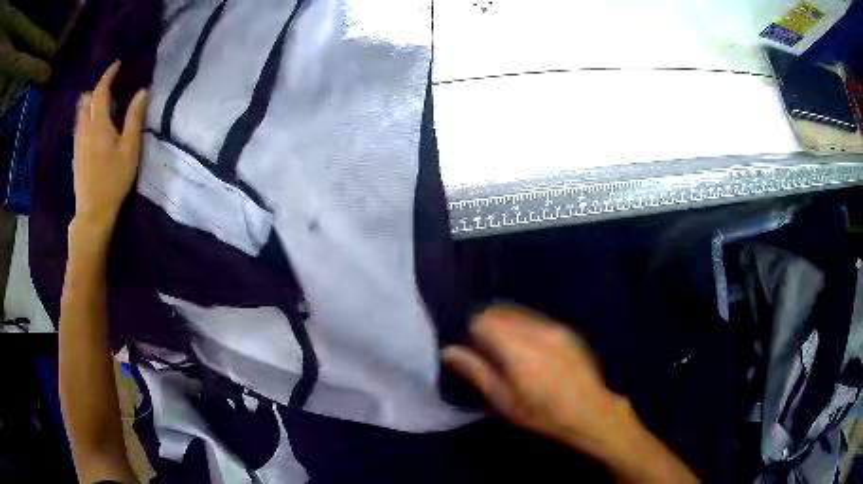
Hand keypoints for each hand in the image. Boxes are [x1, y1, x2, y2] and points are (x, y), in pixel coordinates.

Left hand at [72, 61, 146, 235]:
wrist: (93, 213)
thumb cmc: (113, 181)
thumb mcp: (130, 150)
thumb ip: (135, 119)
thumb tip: (142, 92)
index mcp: (99, 124)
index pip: (100, 91)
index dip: (108, 75)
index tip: (117, 65)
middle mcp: (85, 129)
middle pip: (86, 100)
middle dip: (96, 89)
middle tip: (109, 88)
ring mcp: (78, 143)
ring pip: (80, 113)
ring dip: (90, 103)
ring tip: (102, 105)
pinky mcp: (76, 155)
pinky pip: (79, 126)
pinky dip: (86, 117)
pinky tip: (94, 126)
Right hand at [443, 306, 697, 483]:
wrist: (591, 414)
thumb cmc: (542, 415)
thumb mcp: (504, 402)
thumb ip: (476, 372)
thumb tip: (448, 351)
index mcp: (518, 349)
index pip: (483, 321)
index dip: (473, 335)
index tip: (475, 355)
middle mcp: (536, 331)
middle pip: (500, 313)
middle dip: (489, 328)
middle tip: (490, 356)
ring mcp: (555, 329)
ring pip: (519, 315)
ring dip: (507, 327)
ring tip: (511, 356)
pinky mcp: (568, 332)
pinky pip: (537, 321)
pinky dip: (525, 329)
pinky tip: (532, 353)